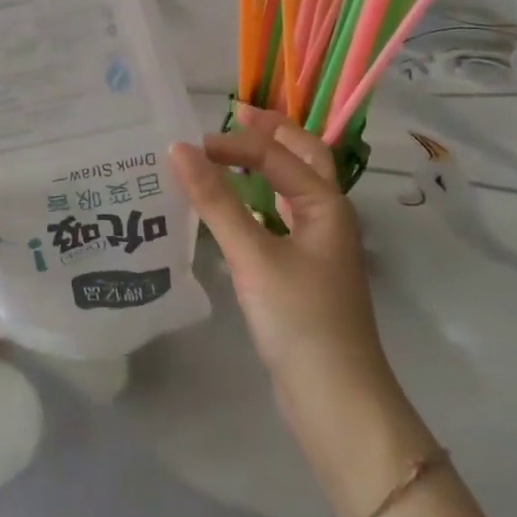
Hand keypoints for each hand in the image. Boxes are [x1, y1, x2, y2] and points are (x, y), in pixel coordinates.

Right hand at [170, 105, 383, 388]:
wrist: (337, 401)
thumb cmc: (300, 320)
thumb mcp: (253, 256)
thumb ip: (216, 202)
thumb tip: (179, 150)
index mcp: (325, 203)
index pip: (275, 154)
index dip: (233, 144)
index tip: (187, 147)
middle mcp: (328, 215)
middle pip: (303, 157)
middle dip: (271, 132)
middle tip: (234, 114)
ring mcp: (319, 245)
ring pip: (294, 187)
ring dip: (268, 163)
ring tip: (232, 151)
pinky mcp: (305, 271)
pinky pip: (283, 217)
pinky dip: (261, 199)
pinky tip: (236, 208)